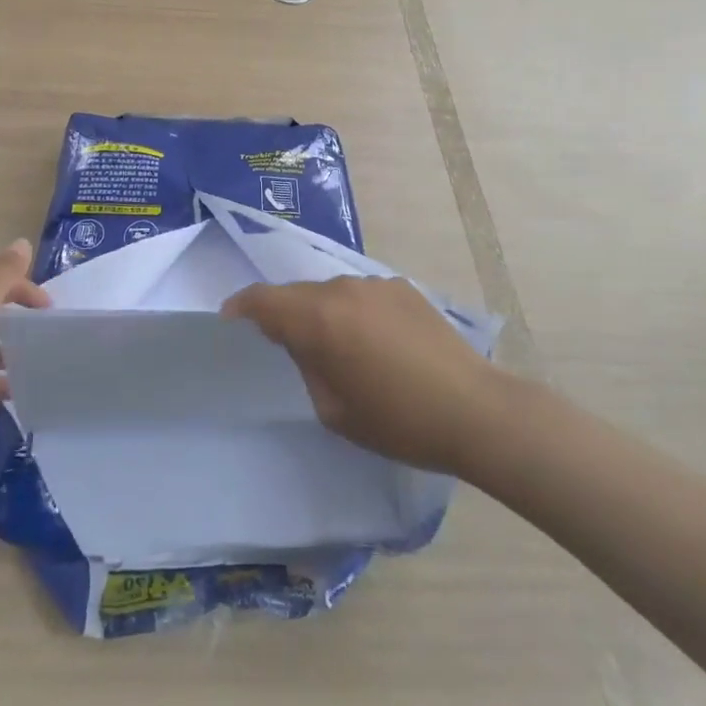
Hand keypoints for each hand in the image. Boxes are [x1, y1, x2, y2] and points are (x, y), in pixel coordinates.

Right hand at [223, 276, 503, 475]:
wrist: (474, 410)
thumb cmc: (397, 420)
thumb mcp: (334, 408)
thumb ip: (308, 365)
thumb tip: (304, 344)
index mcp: (319, 318)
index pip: (264, 300)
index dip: (241, 306)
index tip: (231, 320)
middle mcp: (343, 288)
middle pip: (298, 294)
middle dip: (284, 314)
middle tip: (286, 345)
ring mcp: (376, 284)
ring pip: (331, 292)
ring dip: (322, 312)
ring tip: (337, 347)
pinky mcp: (404, 288)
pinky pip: (362, 295)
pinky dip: (354, 312)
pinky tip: (374, 343)